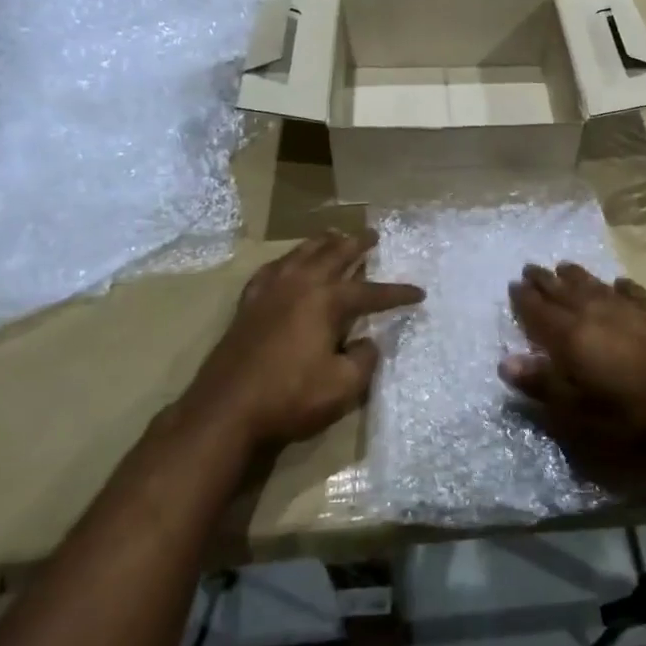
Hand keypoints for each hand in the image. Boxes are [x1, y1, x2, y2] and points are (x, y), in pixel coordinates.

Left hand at [189, 229, 423, 451]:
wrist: (226, 410)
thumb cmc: (290, 397)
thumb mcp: (343, 386)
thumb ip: (364, 359)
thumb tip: (367, 342)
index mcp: (326, 301)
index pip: (370, 292)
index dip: (397, 293)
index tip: (419, 293)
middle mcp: (299, 285)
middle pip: (334, 254)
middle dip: (357, 244)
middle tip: (373, 235)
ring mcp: (270, 290)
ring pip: (301, 253)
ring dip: (323, 243)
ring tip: (335, 236)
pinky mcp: (248, 303)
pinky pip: (272, 268)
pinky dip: (288, 260)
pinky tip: (289, 263)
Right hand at [502, 263, 645, 449]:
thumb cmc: (625, 413)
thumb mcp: (575, 410)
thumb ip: (540, 383)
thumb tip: (505, 362)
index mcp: (569, 335)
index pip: (538, 310)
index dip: (523, 298)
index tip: (513, 284)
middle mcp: (593, 312)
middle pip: (562, 291)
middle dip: (544, 280)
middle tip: (530, 268)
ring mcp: (626, 308)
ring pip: (594, 285)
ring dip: (576, 275)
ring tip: (564, 266)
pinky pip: (632, 291)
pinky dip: (620, 286)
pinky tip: (618, 283)